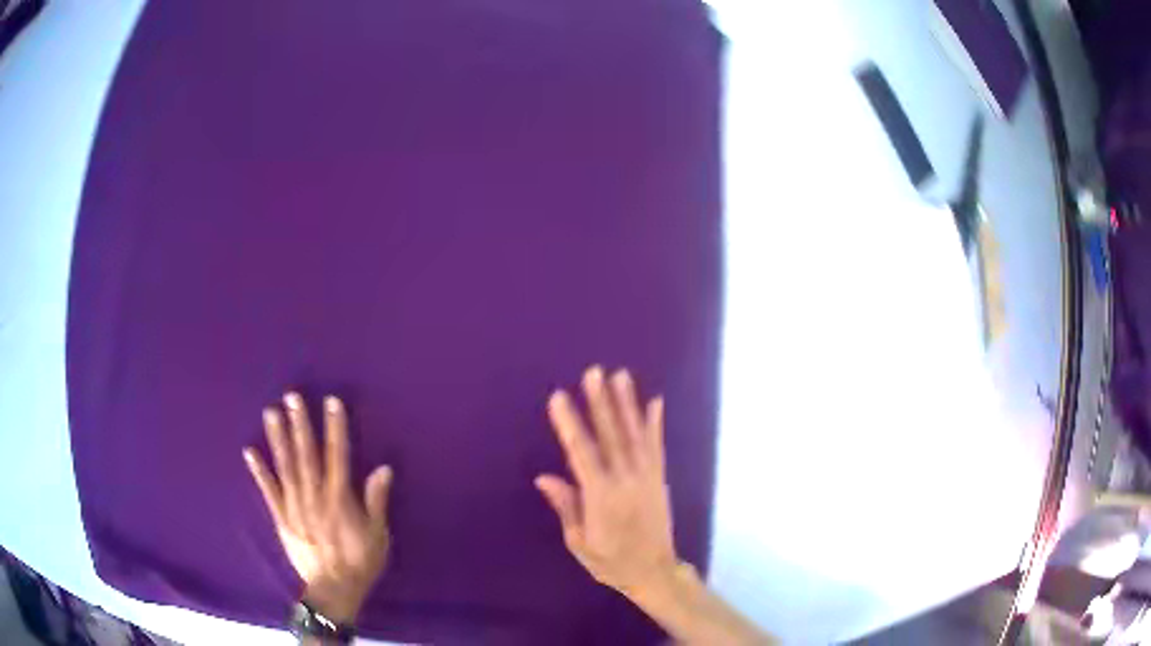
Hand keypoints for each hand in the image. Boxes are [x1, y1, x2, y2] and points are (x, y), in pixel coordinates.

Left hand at [243, 393, 393, 622]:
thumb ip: (376, 501)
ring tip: (271, 412)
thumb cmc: (360, 562)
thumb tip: (383, 468)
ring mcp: (294, 507)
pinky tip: (250, 451)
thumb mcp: (378, 535)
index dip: (335, 428)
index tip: (331, 402)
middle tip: (292, 396)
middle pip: (307, 455)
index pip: (337, 456)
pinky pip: (268, 492)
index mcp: (339, 499)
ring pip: (285, 467)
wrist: (334, 590)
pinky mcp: (281, 519)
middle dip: (300, 424)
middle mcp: (314, 497)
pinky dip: (259, 472)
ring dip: (278, 439)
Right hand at [535, 366, 677, 596]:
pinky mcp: (659, 478)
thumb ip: (566, 506)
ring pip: (635, 434)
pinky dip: (655, 423)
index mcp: (601, 496)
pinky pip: (657, 446)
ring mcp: (646, 476)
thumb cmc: (610, 561)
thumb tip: (545, 477)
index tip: (559, 397)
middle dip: (601, 402)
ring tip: (621, 376)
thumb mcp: (579, 542)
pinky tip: (655, 402)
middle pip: (611, 435)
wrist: (654, 571)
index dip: (570, 424)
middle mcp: (626, 480)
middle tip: (594, 372)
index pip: (582, 453)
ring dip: (627, 404)